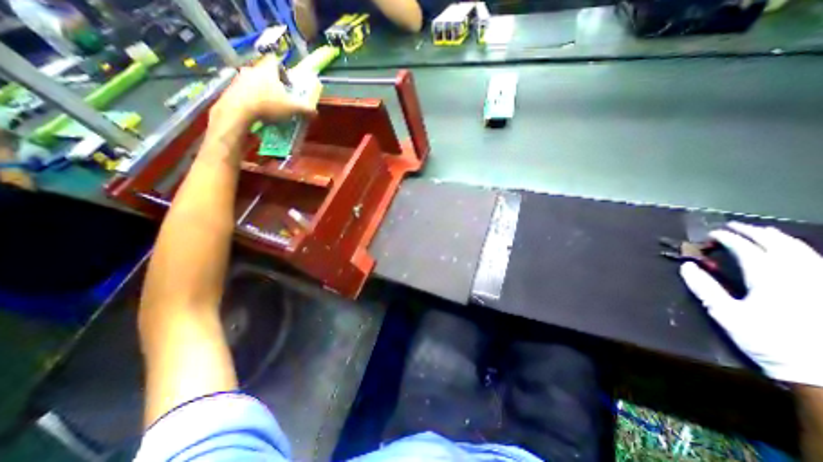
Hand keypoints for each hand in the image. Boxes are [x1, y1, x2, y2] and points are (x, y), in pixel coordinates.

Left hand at [207, 53, 319, 139]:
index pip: (276, 62)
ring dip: (262, 91)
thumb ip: (306, 109)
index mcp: (268, 70)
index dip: (283, 70)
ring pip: (254, 82)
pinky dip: (252, 99)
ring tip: (270, 106)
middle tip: (281, 96)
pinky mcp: (231, 89)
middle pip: (265, 72)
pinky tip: (258, 110)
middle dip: (273, 83)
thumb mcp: (293, 108)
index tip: (288, 82)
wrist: (238, 111)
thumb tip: (315, 112)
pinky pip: (245, 91)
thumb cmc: (268, 105)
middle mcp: (252, 69)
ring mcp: (239, 78)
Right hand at [679, 223, 822, 386]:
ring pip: (801, 250)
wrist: (820, 370)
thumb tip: (687, 267)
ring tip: (761, 231)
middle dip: (754, 231)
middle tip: (734, 225)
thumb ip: (705, 288)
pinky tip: (792, 250)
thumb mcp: (727, 314)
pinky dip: (799, 249)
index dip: (729, 239)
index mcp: (770, 279)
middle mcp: (799, 275)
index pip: (747, 250)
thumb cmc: (767, 340)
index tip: (713, 234)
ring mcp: (818, 282)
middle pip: (777, 244)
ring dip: (777, 237)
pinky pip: (815, 261)